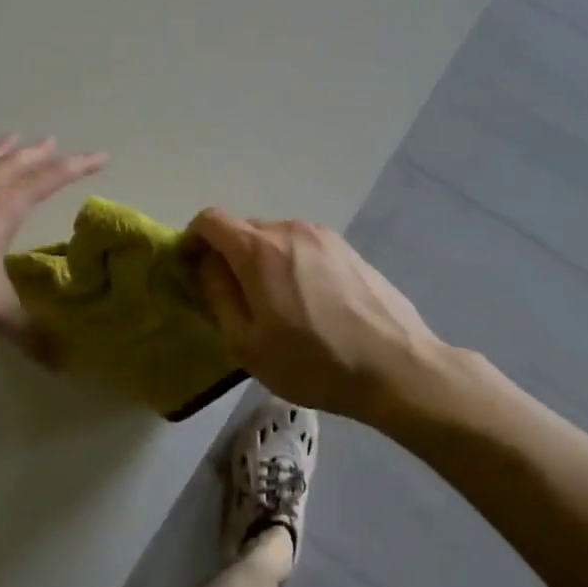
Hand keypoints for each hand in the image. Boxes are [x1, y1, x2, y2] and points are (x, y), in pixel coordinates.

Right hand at [189, 209, 443, 422]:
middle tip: (233, 299)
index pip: (211, 220)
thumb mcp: (247, 343)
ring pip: (275, 238)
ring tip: (275, 306)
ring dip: (262, 262)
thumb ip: (218, 294)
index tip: (190, 269)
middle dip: (228, 256)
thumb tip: (207, 264)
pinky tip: (309, 304)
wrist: (396, 366)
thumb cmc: (313, 361)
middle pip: (244, 229)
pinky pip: (304, 248)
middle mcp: (289, 229)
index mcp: (258, 249)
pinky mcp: (348, 249)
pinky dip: (291, 265)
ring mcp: (323, 236)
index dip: (193, 239)